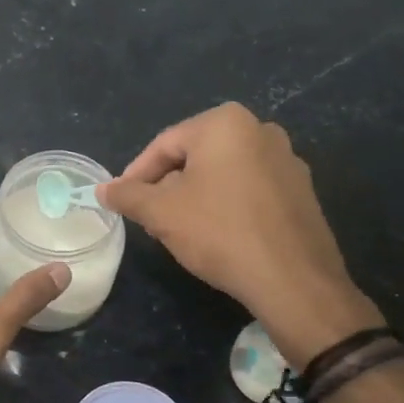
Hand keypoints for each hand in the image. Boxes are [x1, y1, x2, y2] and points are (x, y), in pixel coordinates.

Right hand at [98, 103, 382, 367]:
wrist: (292, 278)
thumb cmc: (219, 232)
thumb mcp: (161, 213)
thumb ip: (128, 195)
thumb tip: (103, 189)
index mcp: (225, 123)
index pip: (164, 144)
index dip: (136, 175)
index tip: (122, 201)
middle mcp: (260, 129)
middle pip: (195, 156)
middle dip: (167, 186)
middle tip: (150, 218)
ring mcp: (287, 160)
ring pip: (223, 174)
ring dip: (196, 196)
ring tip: (180, 229)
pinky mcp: (301, 191)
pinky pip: (250, 190)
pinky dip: (227, 205)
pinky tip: (218, 236)